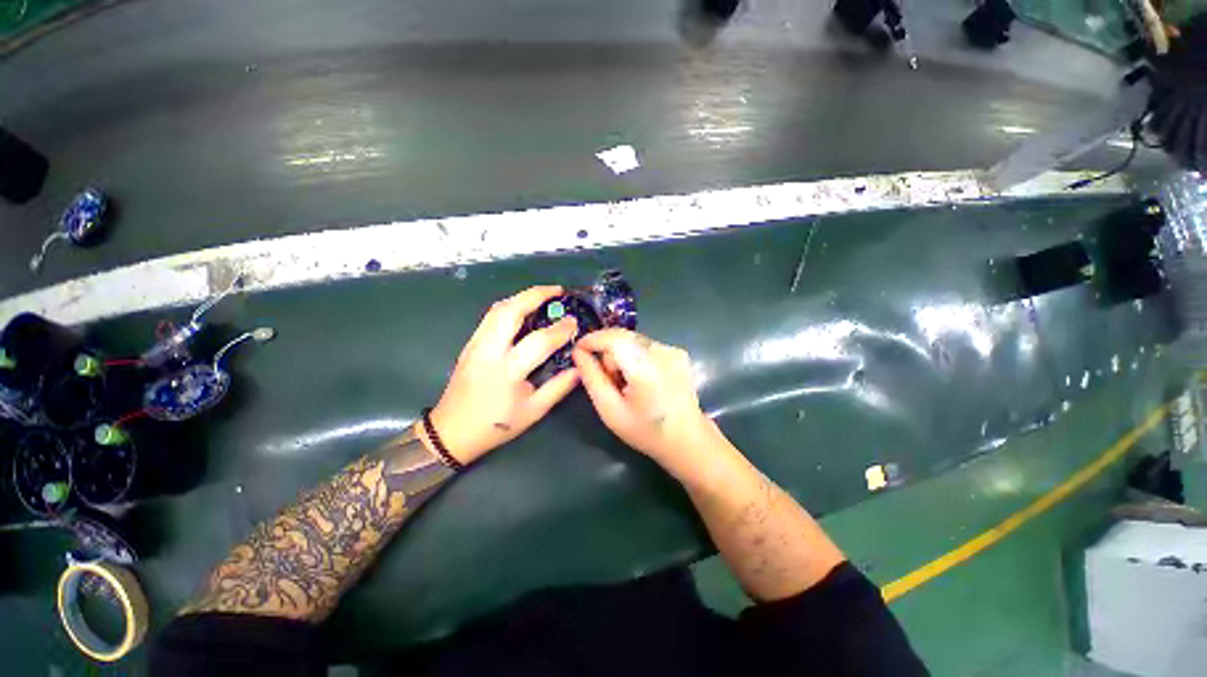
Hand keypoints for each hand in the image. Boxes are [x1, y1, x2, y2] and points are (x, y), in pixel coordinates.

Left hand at [426, 286, 579, 464]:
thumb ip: (559, 387)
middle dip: (535, 295)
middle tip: (557, 291)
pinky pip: (491, 317)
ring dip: (522, 297)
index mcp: (507, 372)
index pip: (538, 341)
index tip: (574, 322)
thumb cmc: (495, 426)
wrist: (451, 433)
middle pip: (510, 311)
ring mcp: (475, 345)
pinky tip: (523, 310)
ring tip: (543, 296)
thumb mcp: (533, 411)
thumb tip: (580, 368)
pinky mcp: (470, 344)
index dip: (560, 329)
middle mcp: (488, 352)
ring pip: (497, 309)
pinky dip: (510, 307)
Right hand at [572, 329, 715, 474]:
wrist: (688, 439)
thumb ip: (592, 378)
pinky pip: (646, 345)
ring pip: (633, 340)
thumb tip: (578, 353)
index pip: (614, 338)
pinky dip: (636, 357)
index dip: (592, 339)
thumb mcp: (610, 410)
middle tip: (610, 381)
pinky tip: (642, 380)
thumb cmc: (646, 431)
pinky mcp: (678, 352)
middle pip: (623, 337)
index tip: (579, 350)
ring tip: (628, 384)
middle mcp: (662, 352)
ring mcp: (673, 350)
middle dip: (608, 353)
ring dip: (622, 355)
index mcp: (645, 368)